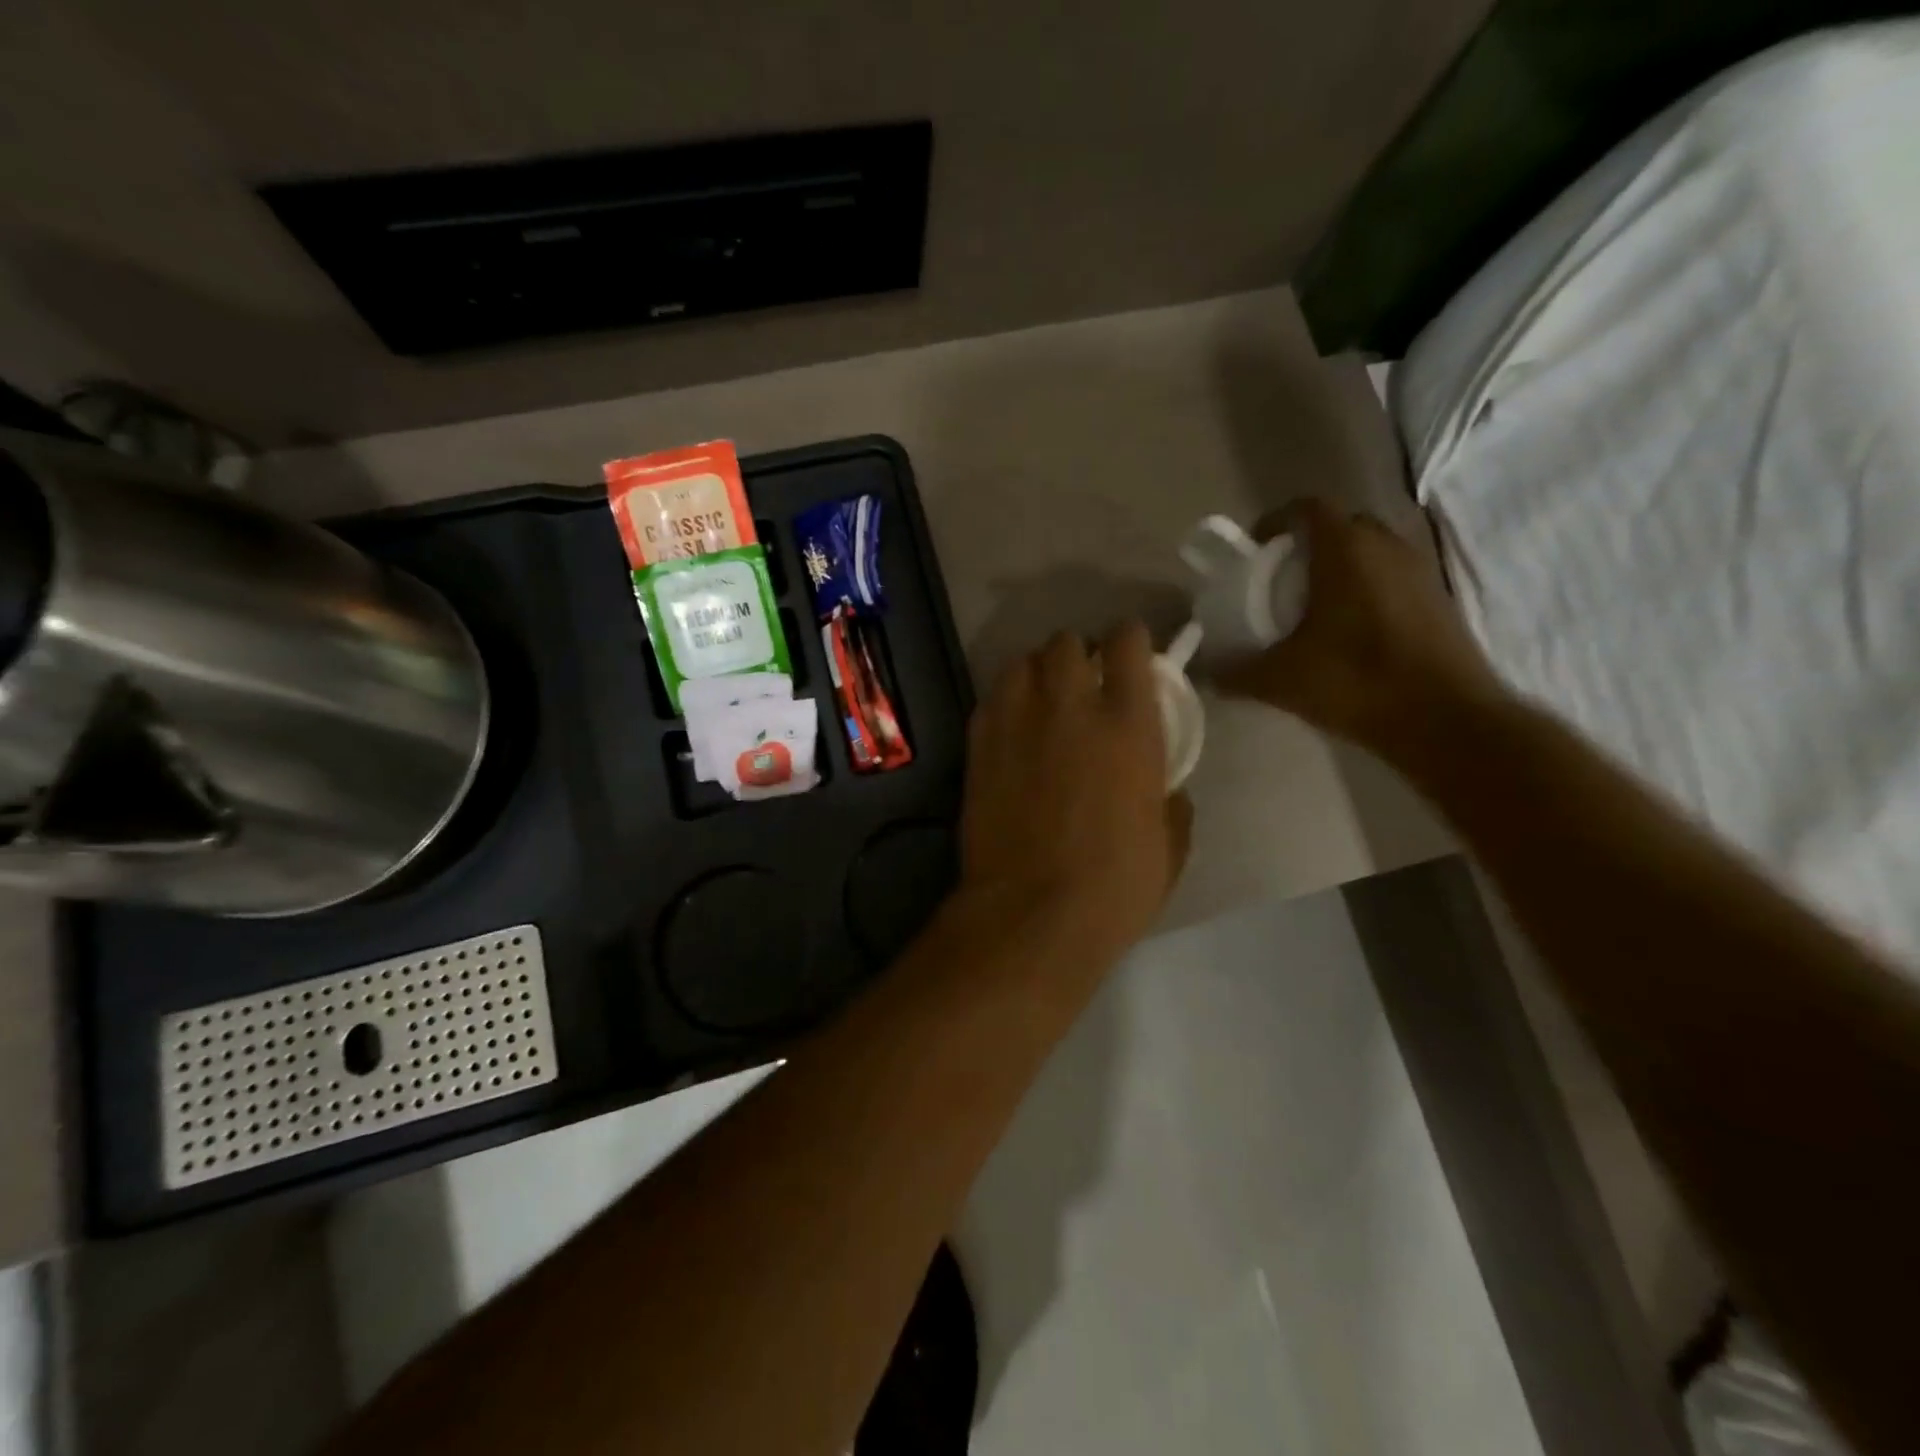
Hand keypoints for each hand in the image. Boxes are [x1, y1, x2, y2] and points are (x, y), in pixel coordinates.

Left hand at [959, 622, 1191, 958]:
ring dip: (1036, 673)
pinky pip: (991, 699)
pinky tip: (1011, 729)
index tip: (1131, 653)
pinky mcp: (978, 745)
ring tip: (1042, 701)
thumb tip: (1166, 790)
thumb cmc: (1114, 888)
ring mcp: (1016, 722)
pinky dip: (1005, 703)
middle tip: (1083, 683)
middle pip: (1066, 642)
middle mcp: (1070, 707)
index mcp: (1127, 725)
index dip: (1130, 640)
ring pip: (1021, 662)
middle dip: (1078, 654)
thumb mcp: (1168, 848)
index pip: (1127, 643)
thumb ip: (1170, 804)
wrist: (1030, 915)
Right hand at [1218, 499, 1509, 762]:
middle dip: (1308, 544)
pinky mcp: (1438, 599)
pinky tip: (1350, 631)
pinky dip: (1367, 589)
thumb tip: (1208, 674)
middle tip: (1281, 580)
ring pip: (1371, 551)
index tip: (1255, 549)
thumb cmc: (1356, 682)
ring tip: (1314, 607)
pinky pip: (1393, 577)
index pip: (1308, 508)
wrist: (1445, 719)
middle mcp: (1386, 547)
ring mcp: (1419, 571)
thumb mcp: (1281, 681)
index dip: (1276, 521)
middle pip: (1341, 525)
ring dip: (1340, 567)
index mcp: (1345, 551)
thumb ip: (1237, 673)